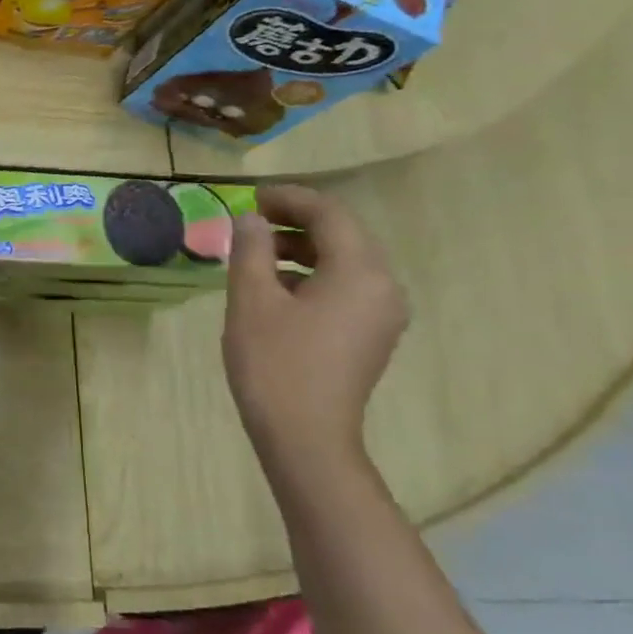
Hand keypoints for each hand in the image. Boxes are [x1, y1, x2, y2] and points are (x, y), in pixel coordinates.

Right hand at [223, 184, 407, 463]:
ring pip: (344, 262)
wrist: (305, 435)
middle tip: (249, 221)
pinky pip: (346, 287)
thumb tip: (250, 219)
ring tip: (255, 253)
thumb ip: (250, 250)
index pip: (329, 214)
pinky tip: (275, 287)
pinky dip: (312, 275)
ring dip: (301, 249)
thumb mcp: (251, 299)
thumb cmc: (274, 363)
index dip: (288, 199)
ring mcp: (383, 313)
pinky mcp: (372, 334)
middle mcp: (384, 285)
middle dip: (295, 222)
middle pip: (342, 235)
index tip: (249, 197)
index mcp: (360, 271)